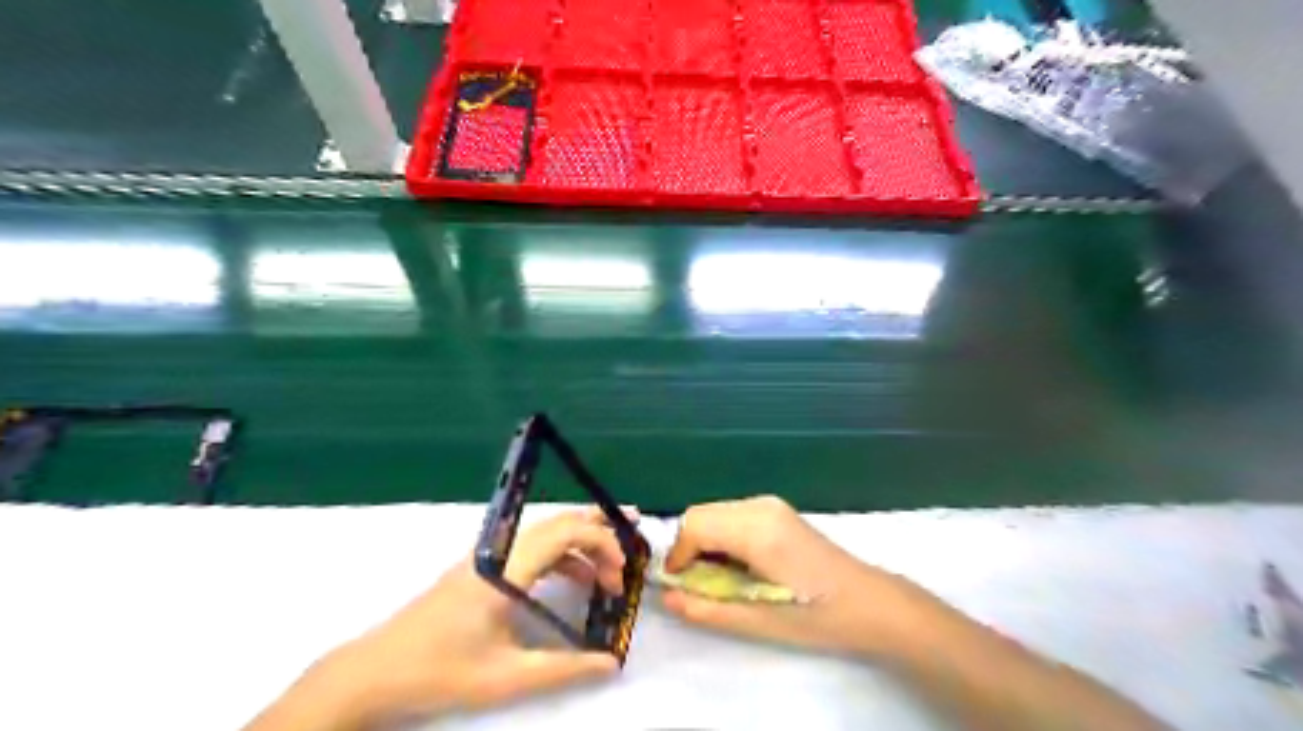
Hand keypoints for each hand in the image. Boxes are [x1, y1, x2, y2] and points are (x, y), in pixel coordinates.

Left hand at [253, 508, 627, 729]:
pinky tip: (572, 580)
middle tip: (632, 542)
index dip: (601, 542)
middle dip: (598, 531)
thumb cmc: (440, 671)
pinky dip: (558, 556)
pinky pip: (529, 548)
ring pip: (544, 533)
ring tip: (609, 569)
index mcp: (506, 568)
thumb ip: (564, 668)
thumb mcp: (506, 677)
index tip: (623, 571)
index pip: (564, 531)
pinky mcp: (479, 567)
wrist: (374, 671)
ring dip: (579, 544)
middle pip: (558, 523)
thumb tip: (611, 663)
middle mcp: (498, 550)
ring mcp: (486, 556)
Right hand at [662, 498, 925, 655]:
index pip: (694, 524)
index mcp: (757, 530)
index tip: (680, 585)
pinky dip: (721, 535)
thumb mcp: (759, 621)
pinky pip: (731, 514)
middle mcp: (760, 506)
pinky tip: (739, 564)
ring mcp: (770, 504)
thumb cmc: (817, 616)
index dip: (677, 554)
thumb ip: (708, 608)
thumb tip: (667, 597)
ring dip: (704, 541)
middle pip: (700, 513)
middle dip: (688, 547)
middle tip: (698, 584)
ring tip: (719, 578)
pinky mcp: (776, 509)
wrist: (869, 602)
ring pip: (714, 512)